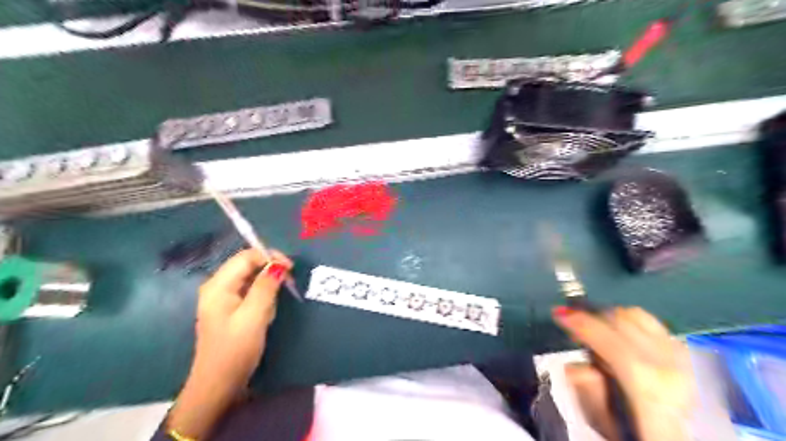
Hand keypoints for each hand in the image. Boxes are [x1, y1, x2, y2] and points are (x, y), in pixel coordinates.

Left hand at [195, 250, 293, 390]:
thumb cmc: (235, 350)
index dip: (269, 257)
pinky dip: (263, 296)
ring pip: (251, 278)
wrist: (219, 385)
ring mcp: (223, 298)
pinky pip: (250, 292)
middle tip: (288, 283)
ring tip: (276, 302)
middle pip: (248, 265)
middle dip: (270, 270)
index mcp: (218, 286)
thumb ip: (265, 287)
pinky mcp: (231, 309)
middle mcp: (218, 287)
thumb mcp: (254, 316)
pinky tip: (267, 311)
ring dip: (268, 285)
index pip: (246, 257)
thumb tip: (279, 264)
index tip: (291, 268)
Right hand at [551, 306, 692, 439]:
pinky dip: (626, 320)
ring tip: (594, 331)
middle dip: (591, 318)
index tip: (558, 314)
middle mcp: (668, 367)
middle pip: (622, 323)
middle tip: (571, 326)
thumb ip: (585, 389)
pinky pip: (649, 320)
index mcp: (649, 391)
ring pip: (635, 315)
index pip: (615, 346)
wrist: (669, 438)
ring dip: (608, 318)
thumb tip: (578, 366)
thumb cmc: (628, 429)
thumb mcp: (598, 418)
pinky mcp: (681, 351)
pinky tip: (616, 333)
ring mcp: (678, 357)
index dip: (584, 325)